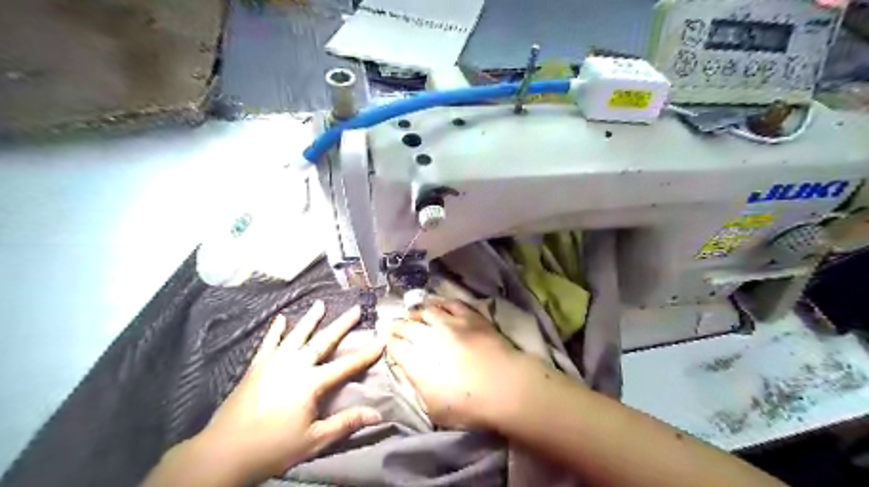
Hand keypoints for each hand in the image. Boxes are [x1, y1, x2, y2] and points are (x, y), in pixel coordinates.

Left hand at [190, 305, 383, 483]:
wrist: (223, 453)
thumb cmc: (273, 448)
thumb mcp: (314, 439)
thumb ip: (346, 423)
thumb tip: (377, 414)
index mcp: (310, 383)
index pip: (346, 365)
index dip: (366, 353)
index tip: (381, 339)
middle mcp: (294, 366)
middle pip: (323, 341)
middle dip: (342, 325)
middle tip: (355, 309)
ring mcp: (273, 363)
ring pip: (297, 335)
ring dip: (310, 319)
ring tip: (320, 304)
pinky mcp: (256, 367)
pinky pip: (268, 343)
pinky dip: (276, 330)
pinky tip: (281, 318)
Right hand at [387, 298, 537, 429]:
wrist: (506, 387)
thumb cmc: (470, 406)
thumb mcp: (434, 409)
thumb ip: (417, 386)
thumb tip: (406, 369)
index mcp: (417, 361)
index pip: (395, 346)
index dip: (390, 344)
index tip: (390, 343)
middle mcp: (429, 337)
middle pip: (407, 326)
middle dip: (398, 326)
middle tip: (395, 326)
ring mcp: (450, 323)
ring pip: (426, 311)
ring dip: (417, 313)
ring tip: (414, 315)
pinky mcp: (470, 316)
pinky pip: (450, 303)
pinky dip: (440, 302)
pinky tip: (435, 303)